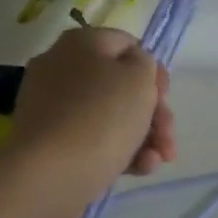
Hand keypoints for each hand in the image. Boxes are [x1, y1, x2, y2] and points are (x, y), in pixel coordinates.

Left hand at [7, 28, 176, 217]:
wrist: (51, 173)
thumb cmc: (102, 117)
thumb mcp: (139, 78)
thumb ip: (144, 64)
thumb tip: (132, 72)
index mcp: (81, 43)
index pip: (127, 45)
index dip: (154, 71)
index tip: (165, 98)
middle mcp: (61, 68)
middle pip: (121, 85)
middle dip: (153, 114)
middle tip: (167, 139)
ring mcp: (52, 107)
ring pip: (110, 117)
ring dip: (142, 138)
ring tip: (155, 162)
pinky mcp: (50, 142)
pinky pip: (92, 140)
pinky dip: (118, 153)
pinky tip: (138, 170)